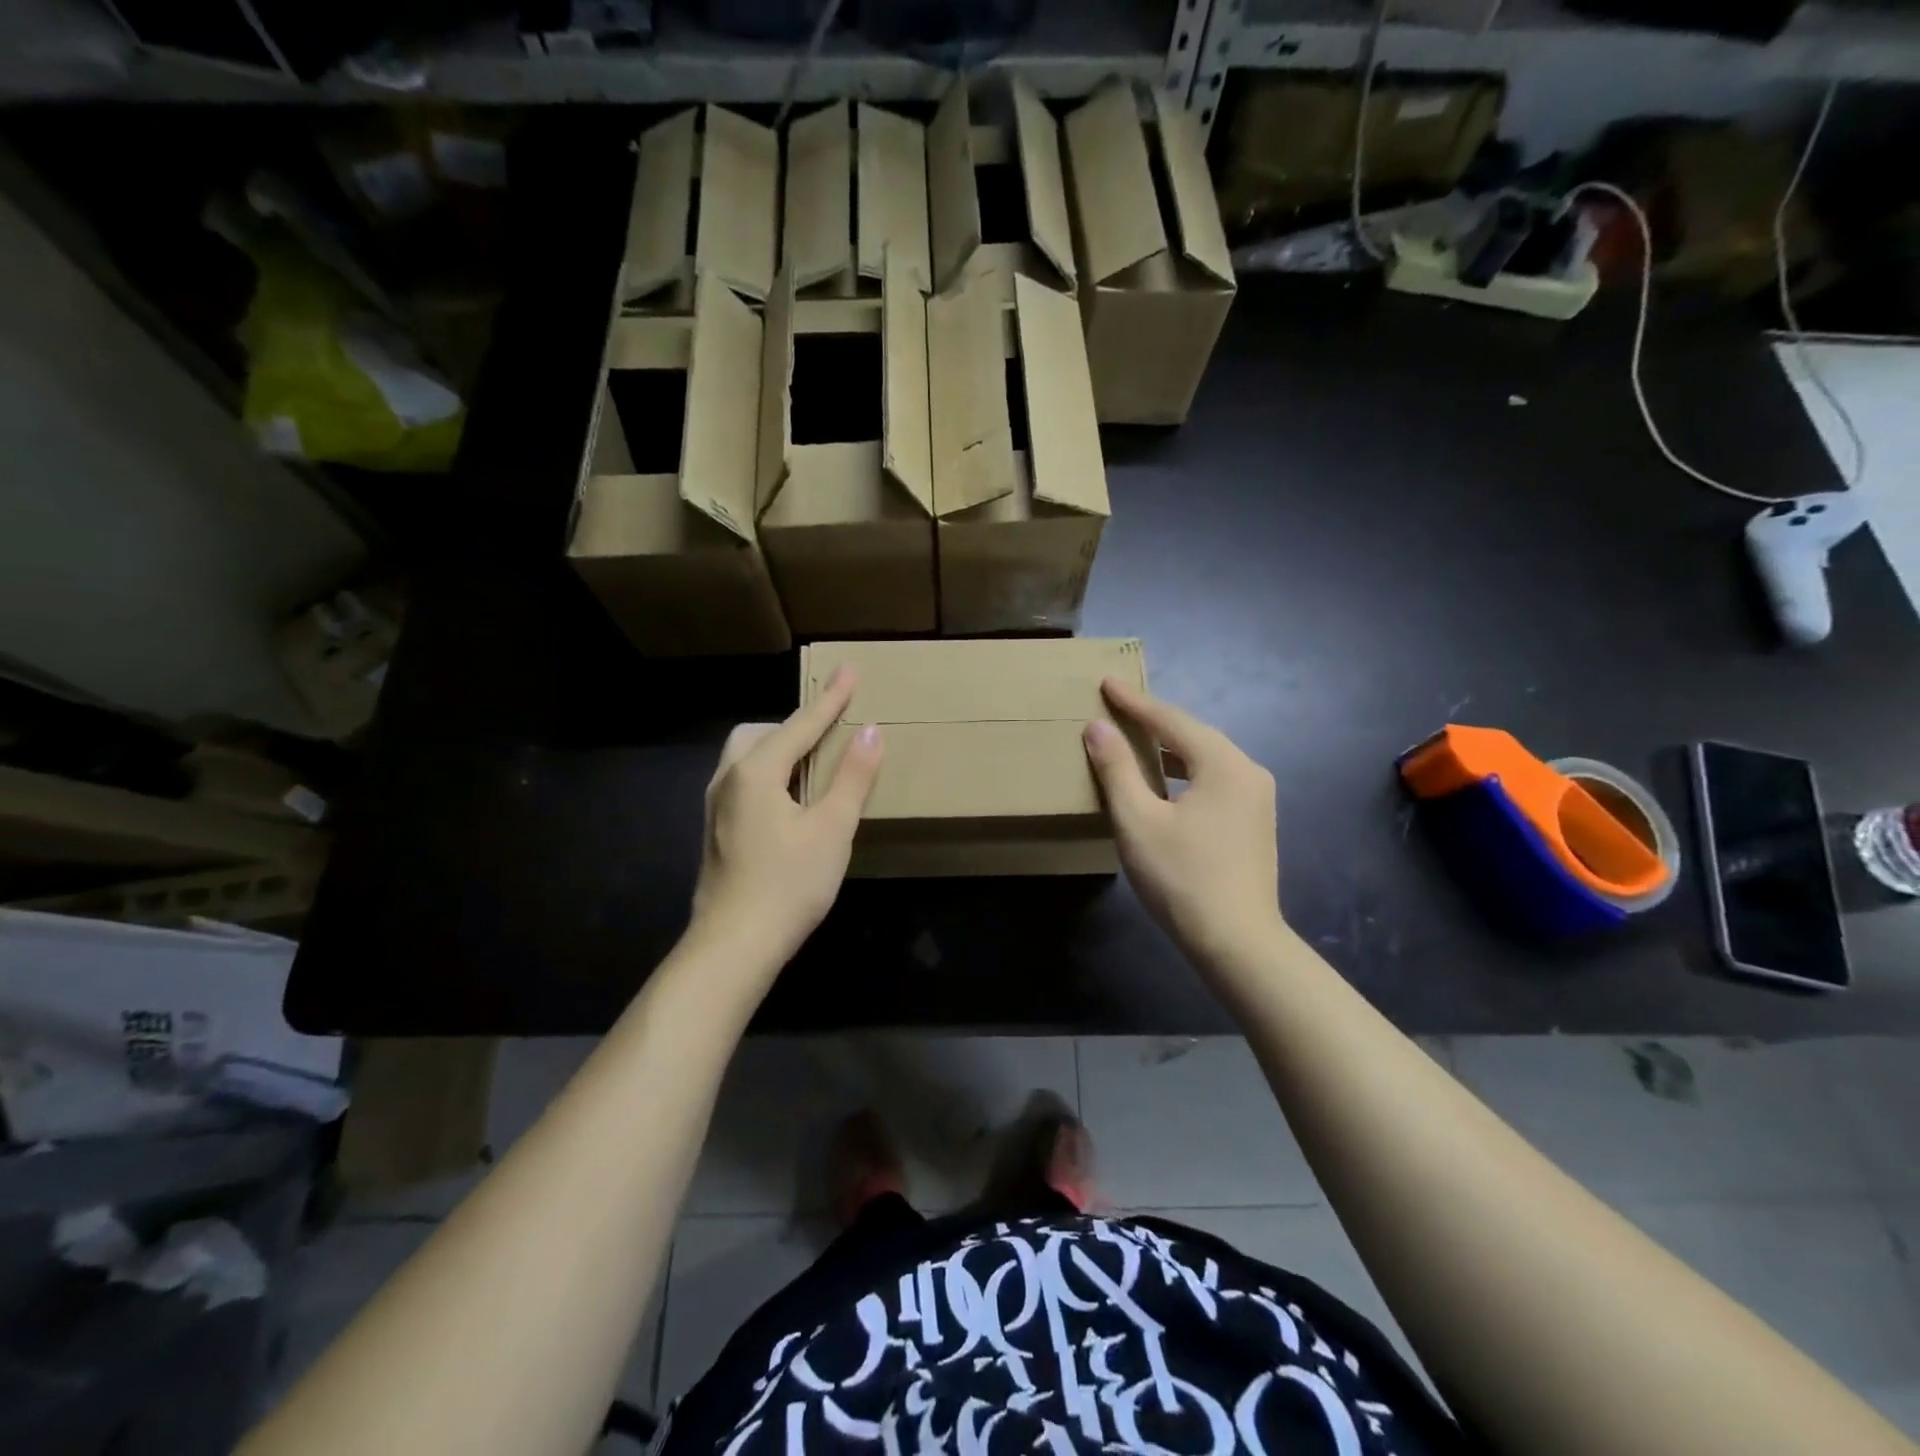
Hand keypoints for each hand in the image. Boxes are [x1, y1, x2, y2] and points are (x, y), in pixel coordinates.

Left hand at [689, 667, 883, 971]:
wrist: (734, 945)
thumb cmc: (789, 884)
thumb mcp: (833, 828)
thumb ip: (853, 777)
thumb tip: (871, 731)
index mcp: (756, 771)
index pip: (801, 724)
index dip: (831, 698)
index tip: (850, 669)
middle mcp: (728, 779)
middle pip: (760, 733)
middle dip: (794, 726)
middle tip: (828, 735)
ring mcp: (715, 807)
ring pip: (745, 758)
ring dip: (778, 750)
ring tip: (811, 767)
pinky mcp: (715, 832)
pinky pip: (741, 782)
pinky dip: (767, 775)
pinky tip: (787, 803)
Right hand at [1082, 678, 1282, 967]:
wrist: (1237, 942)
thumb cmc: (1182, 878)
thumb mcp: (1138, 821)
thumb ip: (1117, 769)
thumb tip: (1098, 728)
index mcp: (1224, 764)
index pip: (1171, 720)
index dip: (1135, 702)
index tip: (1106, 682)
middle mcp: (1248, 772)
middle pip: (1193, 735)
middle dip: (1154, 720)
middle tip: (1118, 707)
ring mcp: (1257, 799)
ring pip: (1205, 759)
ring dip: (1169, 748)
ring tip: (1135, 741)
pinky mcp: (1255, 822)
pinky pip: (1214, 780)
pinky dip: (1184, 772)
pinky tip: (1165, 783)